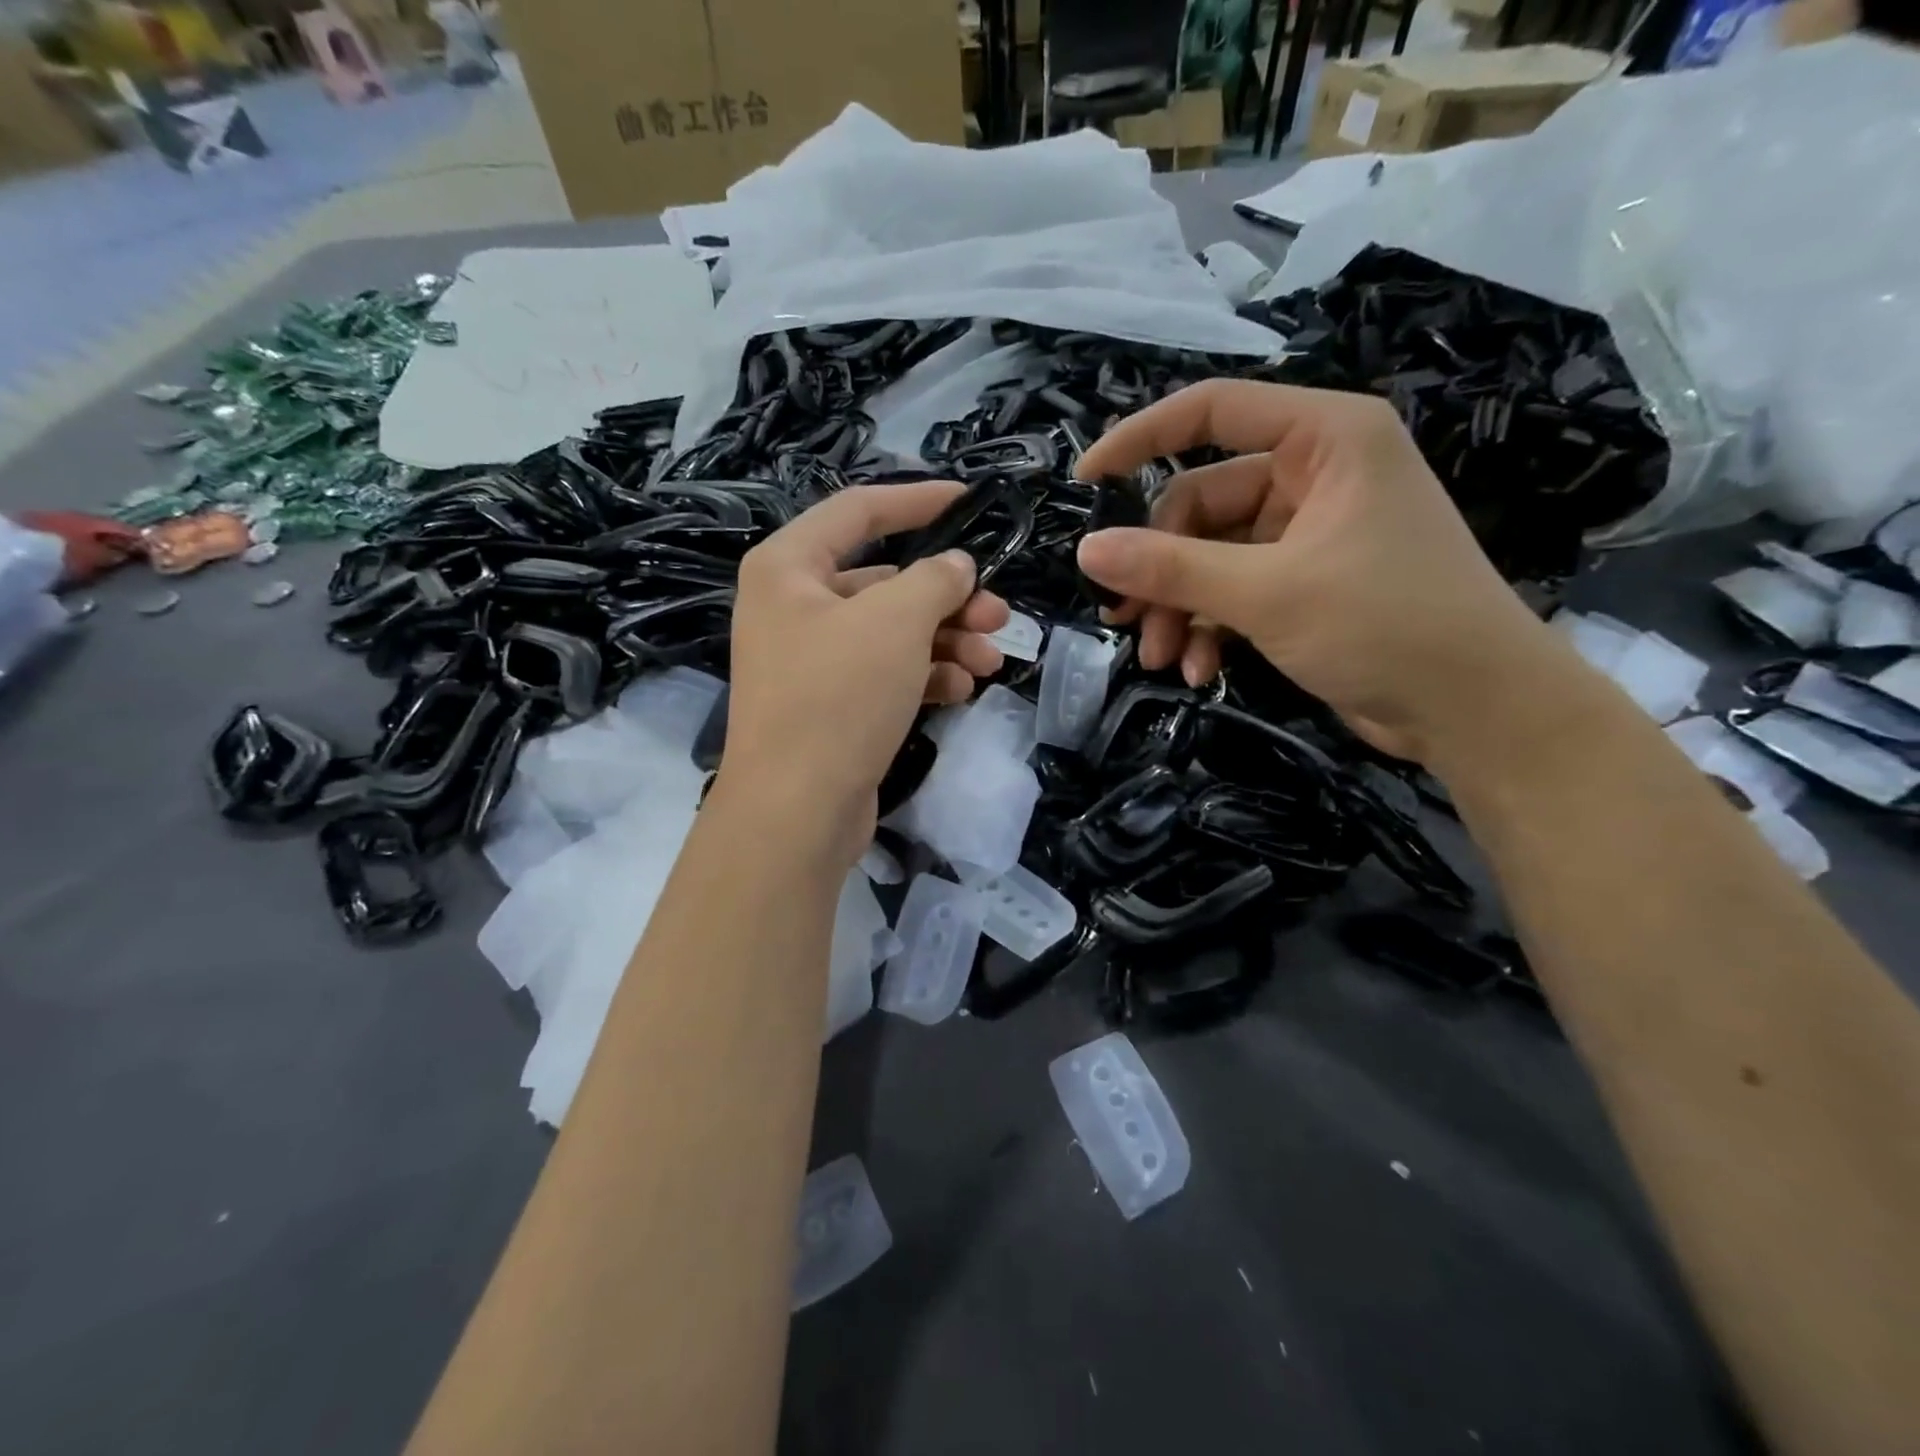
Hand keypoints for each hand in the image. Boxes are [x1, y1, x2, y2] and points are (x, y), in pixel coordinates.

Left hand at [719, 482, 1009, 863]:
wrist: (796, 809)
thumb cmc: (838, 695)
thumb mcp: (895, 622)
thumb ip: (934, 580)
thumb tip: (956, 567)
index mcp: (788, 567)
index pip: (858, 512)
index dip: (917, 500)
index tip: (969, 501)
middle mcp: (794, 606)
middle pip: (885, 582)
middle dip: (947, 597)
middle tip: (999, 613)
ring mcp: (812, 660)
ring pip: (892, 632)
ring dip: (946, 640)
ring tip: (992, 659)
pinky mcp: (832, 706)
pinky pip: (886, 673)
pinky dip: (926, 675)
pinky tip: (963, 687)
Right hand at [1075, 380, 1570, 763]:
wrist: (1476, 713)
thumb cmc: (1385, 626)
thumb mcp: (1267, 594)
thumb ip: (1171, 569)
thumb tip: (1087, 550)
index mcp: (1325, 438)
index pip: (1213, 410)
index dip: (1141, 439)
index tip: (1084, 479)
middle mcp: (1317, 473)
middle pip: (1202, 503)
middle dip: (1161, 569)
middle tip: (1125, 622)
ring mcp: (1311, 530)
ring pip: (1212, 555)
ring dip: (1179, 607)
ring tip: (1160, 659)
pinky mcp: (1307, 581)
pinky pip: (1235, 588)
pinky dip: (1210, 626)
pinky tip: (1199, 670)